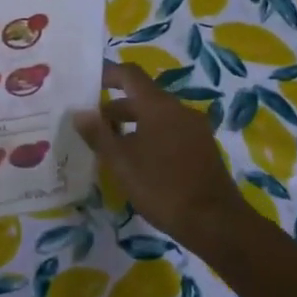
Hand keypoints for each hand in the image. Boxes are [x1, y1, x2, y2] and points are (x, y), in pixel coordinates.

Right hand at [72, 62, 253, 259]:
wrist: (216, 223)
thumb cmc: (162, 187)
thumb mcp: (121, 162)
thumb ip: (98, 134)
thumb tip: (80, 112)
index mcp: (159, 106)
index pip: (130, 74)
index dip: (107, 73)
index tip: (87, 83)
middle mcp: (179, 109)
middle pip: (143, 97)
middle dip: (116, 107)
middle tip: (93, 125)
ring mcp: (195, 129)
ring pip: (157, 116)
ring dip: (133, 124)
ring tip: (111, 146)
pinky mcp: (203, 148)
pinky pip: (170, 131)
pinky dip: (150, 136)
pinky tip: (139, 162)